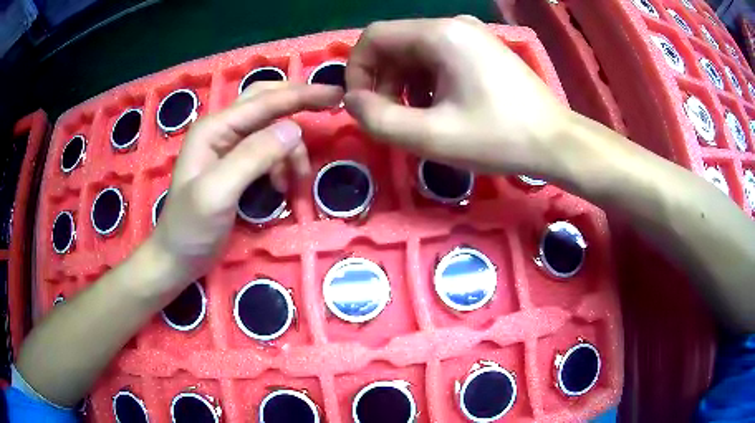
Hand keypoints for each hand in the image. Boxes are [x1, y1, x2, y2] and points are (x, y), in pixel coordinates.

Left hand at [152, 82, 342, 282]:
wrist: (176, 258)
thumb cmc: (190, 229)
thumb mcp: (218, 193)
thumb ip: (253, 157)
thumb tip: (295, 129)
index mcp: (214, 128)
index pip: (265, 102)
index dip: (302, 95)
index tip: (337, 94)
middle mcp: (222, 129)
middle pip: (267, 101)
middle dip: (298, 103)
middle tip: (331, 107)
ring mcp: (228, 147)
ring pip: (271, 129)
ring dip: (291, 150)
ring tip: (297, 181)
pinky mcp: (235, 166)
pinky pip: (268, 152)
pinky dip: (282, 164)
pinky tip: (281, 187)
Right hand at [344, 16, 568, 175]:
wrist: (556, 142)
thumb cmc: (499, 138)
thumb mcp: (432, 136)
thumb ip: (379, 119)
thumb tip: (352, 101)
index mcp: (440, 34)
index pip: (374, 36)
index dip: (356, 70)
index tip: (363, 105)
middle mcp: (453, 24)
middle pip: (394, 44)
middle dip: (381, 81)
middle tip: (391, 118)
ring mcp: (471, 35)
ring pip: (415, 52)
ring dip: (403, 84)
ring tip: (417, 118)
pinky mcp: (482, 49)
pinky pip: (437, 58)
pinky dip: (426, 82)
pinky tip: (440, 108)